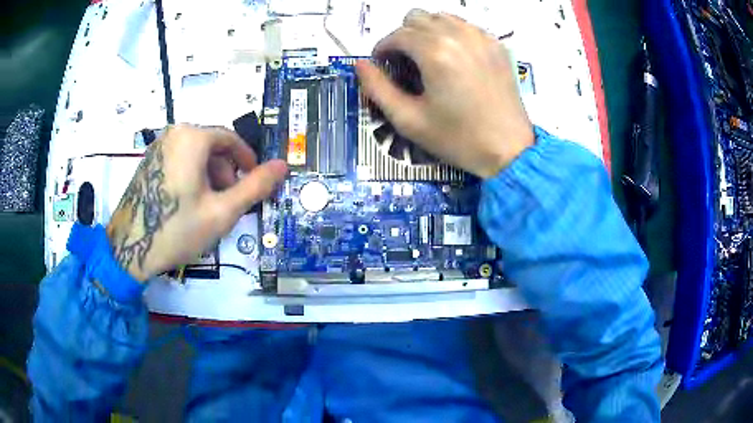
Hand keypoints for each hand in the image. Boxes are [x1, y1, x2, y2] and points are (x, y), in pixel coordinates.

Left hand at [106, 125, 286, 280]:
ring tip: (208, 208)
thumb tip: (283, 166)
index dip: (247, 161)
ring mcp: (157, 147)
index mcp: (193, 136)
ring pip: (195, 155)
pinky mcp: (147, 162)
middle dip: (226, 172)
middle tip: (229, 203)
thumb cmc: (177, 228)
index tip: (253, 183)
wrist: (129, 250)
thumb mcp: (222, 210)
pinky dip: (191, 178)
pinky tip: (188, 205)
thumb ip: (255, 186)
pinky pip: (178, 161)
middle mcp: (174, 133)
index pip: (231, 139)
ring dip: (209, 177)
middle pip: (212, 146)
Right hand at [356, 10, 533, 177]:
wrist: (509, 150)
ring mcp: (481, 37)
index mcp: (435, 52)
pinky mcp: (496, 45)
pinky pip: (465, 26)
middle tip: (405, 63)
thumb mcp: (409, 120)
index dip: (383, 48)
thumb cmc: (458, 139)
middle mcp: (458, 35)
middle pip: (416, 18)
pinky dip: (452, 34)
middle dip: (403, 37)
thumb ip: (377, 88)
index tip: (382, 65)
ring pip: (441, 17)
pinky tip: (454, 57)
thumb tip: (361, 65)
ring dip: (427, 32)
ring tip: (428, 58)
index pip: (396, 34)